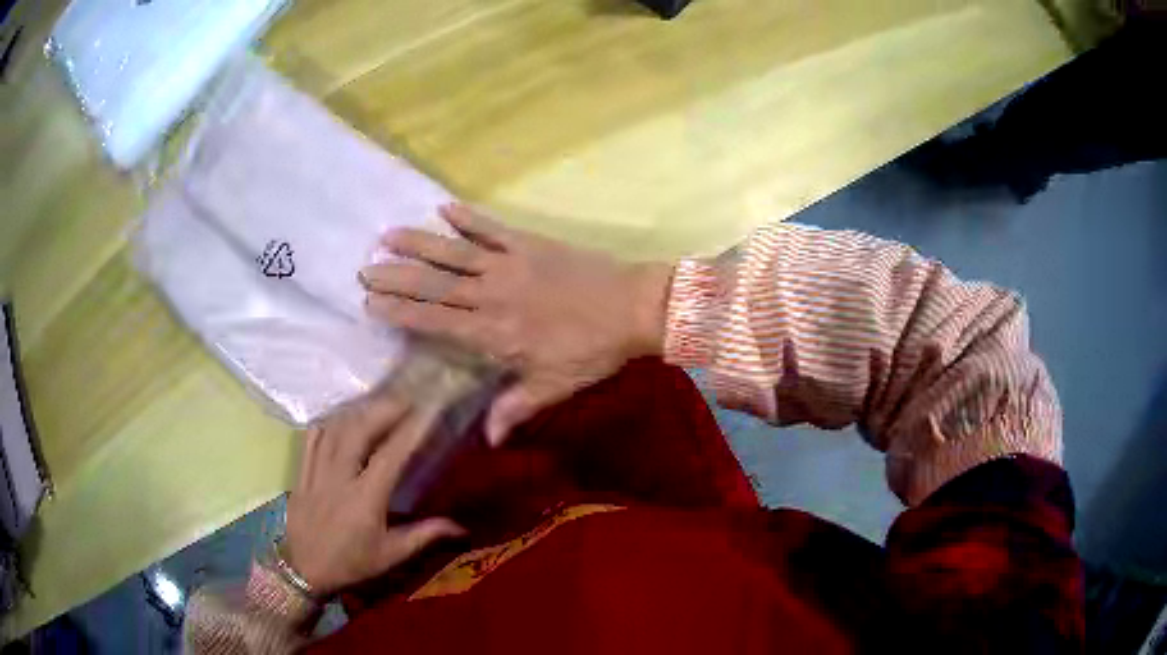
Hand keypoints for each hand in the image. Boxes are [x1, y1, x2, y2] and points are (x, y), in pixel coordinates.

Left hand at [284, 393, 464, 596]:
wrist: (304, 571)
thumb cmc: (351, 564)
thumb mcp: (391, 555)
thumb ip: (424, 535)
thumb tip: (462, 526)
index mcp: (365, 499)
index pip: (391, 455)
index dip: (411, 430)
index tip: (429, 410)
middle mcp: (339, 478)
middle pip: (359, 430)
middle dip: (384, 408)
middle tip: (406, 398)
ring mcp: (316, 472)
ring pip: (335, 428)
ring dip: (359, 411)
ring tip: (378, 403)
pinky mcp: (301, 472)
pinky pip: (312, 437)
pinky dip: (329, 422)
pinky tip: (342, 418)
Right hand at [360, 204, 672, 444]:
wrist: (632, 308)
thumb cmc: (591, 352)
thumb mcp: (553, 387)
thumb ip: (515, 408)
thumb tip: (489, 441)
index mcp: (493, 332)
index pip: (435, 321)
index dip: (400, 311)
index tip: (371, 302)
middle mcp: (492, 295)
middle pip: (434, 285)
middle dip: (396, 277)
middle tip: (365, 269)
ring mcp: (509, 265)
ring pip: (454, 252)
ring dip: (420, 243)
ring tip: (388, 236)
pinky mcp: (529, 243)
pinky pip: (492, 228)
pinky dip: (468, 218)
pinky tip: (445, 208)